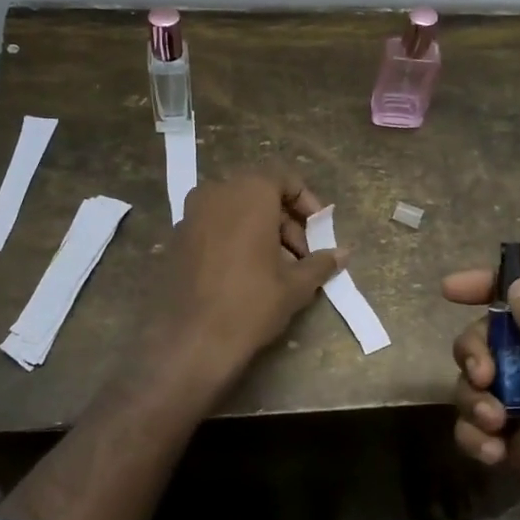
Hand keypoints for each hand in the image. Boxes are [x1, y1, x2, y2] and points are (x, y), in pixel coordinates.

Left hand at [148, 168, 342, 383]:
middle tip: (302, 255)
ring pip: (235, 211)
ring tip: (277, 268)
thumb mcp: (295, 285)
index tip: (319, 230)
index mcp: (249, 193)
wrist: (191, 341)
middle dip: (285, 221)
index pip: (284, 179)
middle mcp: (216, 193)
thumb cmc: (251, 303)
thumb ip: (320, 262)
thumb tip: (343, 253)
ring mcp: (191, 214)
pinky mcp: (176, 238)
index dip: (306, 202)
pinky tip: (245, 273)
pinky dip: (234, 238)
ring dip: (260, 230)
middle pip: (259, 194)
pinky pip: (214, 226)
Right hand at [443, 267, 519, 519]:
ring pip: (483, 377)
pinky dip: (479, 435)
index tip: (450, 293)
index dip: (492, 284)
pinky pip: (482, 419)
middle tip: (482, 380)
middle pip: (497, 332)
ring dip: (475, 401)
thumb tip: (518, 285)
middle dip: (477, 353)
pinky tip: (494, 458)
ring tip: (494, 431)